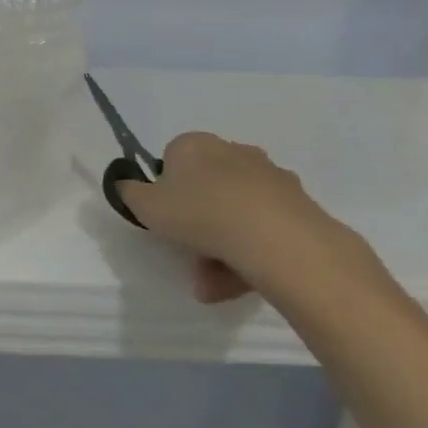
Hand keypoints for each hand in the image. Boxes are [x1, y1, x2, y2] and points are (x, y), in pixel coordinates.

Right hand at [118, 132, 385, 306]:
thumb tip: (127, 185)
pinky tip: (241, 282)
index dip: (166, 189)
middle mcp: (234, 152)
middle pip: (207, 187)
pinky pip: (264, 228)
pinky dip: (250, 252)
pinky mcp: (300, 206)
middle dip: (196, 221)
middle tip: (187, 252)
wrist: (277, 240)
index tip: (165, 215)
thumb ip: (128, 192)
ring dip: (221, 245)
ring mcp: (272, 178)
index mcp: (194, 144)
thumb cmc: (199, 213)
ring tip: (211, 283)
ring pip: (235, 212)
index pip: (173, 159)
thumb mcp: (143, 205)